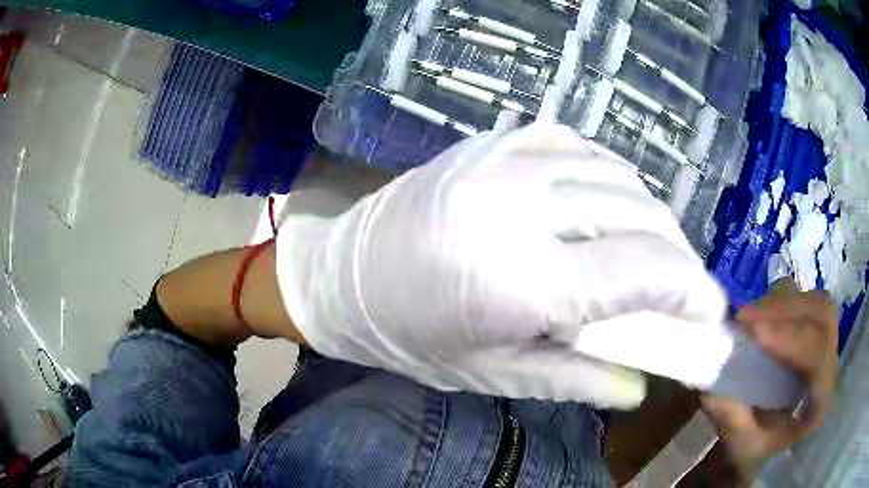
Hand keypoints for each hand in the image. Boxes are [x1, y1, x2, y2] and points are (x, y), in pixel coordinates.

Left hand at [275, 123, 725, 407]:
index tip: (711, 310)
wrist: (342, 276)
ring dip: (649, 212)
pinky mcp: (489, 142)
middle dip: (676, 253)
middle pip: (637, 217)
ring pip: (613, 175)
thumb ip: (577, 378)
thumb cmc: (411, 337)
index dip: (690, 291)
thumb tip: (641, 386)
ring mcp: (501, 161)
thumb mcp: (493, 373)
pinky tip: (610, 200)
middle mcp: (517, 207)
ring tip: (655, 247)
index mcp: (518, 279)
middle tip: (684, 285)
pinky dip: (608, 173)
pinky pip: (574, 144)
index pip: (641, 273)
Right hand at [702, 278, 837, 479]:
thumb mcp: (742, 450)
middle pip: (822, 316)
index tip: (754, 333)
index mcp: (820, 400)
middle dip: (786, 312)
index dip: (792, 339)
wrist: (764, 448)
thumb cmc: (756, 455)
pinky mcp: (811, 332)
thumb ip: (734, 423)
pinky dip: (780, 302)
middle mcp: (828, 365)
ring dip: (781, 305)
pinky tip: (759, 316)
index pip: (818, 356)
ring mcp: (822, 344)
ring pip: (813, 303)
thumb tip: (715, 389)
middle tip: (745, 319)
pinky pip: (802, 302)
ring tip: (747, 317)